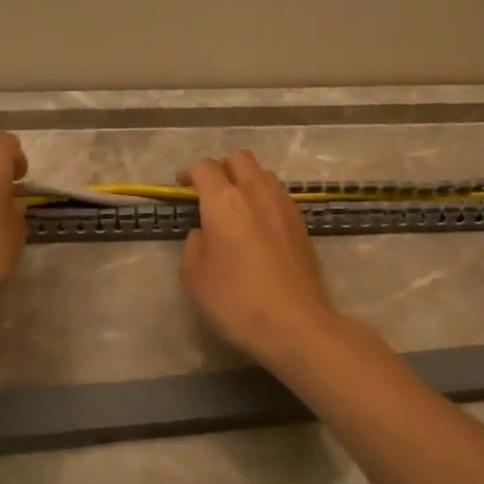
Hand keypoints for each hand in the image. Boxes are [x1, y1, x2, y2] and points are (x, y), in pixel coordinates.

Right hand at [179, 151, 340, 367]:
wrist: (295, 324)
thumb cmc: (236, 301)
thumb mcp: (195, 278)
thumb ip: (193, 246)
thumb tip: (204, 232)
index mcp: (224, 201)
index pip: (205, 168)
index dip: (190, 172)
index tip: (182, 186)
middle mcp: (256, 193)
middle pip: (240, 159)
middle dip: (222, 168)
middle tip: (210, 191)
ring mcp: (284, 206)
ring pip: (263, 174)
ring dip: (247, 180)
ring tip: (236, 206)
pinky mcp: (302, 224)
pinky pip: (279, 195)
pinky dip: (264, 198)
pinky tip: (258, 225)